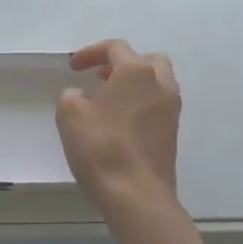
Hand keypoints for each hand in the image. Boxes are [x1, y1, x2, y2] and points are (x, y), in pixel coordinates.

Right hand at [55, 40, 180, 206]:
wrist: (136, 195)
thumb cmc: (101, 147)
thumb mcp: (70, 115)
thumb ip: (71, 96)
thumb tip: (81, 97)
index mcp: (136, 72)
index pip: (116, 48)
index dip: (91, 52)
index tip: (73, 67)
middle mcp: (160, 85)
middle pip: (148, 60)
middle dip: (123, 64)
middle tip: (102, 77)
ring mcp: (171, 111)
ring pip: (157, 84)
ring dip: (135, 85)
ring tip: (109, 101)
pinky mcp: (173, 135)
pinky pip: (158, 107)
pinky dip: (141, 105)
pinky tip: (120, 123)